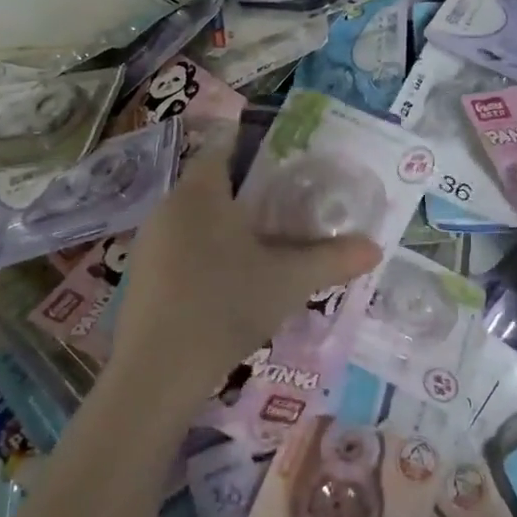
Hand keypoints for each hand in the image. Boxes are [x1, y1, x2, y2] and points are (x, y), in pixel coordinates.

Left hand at [111, 146, 381, 402]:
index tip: (287, 160)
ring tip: (263, 246)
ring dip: (226, 225)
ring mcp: (149, 240)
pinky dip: (204, 251)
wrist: (156, 372)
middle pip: (212, 182)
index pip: (224, 145)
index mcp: (201, 191)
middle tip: (288, 207)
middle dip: (248, 192)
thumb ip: (333, 259)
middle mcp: (169, 205)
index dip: (256, 146)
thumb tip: (376, 248)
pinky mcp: (140, 273)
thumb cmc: (226, 306)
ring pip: (195, 217)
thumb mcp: (289, 281)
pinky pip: (179, 246)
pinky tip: (227, 283)